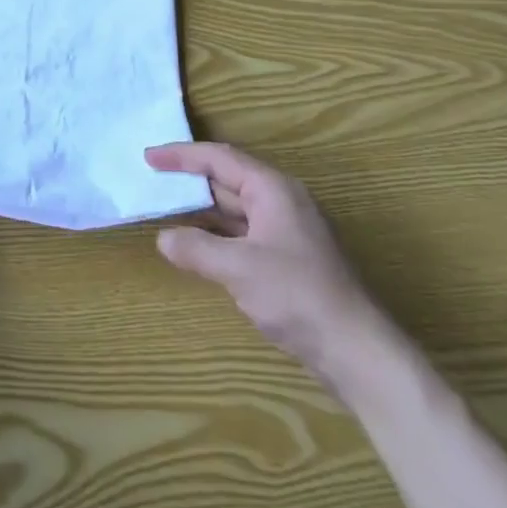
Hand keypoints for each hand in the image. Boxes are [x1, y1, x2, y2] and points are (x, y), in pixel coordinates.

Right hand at [146, 142, 400, 397]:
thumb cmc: (297, 296)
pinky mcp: (288, 259)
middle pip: (227, 179)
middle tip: (152, 180)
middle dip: (190, 180)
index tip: (149, 157)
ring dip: (201, 209)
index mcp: (272, 189)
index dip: (181, 156)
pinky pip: (243, 233)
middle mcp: (280, 201)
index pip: (219, 158)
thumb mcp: (239, 269)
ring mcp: (286, 231)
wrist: (357, 351)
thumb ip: (196, 249)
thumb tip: (164, 238)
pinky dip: (216, 234)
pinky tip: (197, 246)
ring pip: (234, 209)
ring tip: (166, 209)